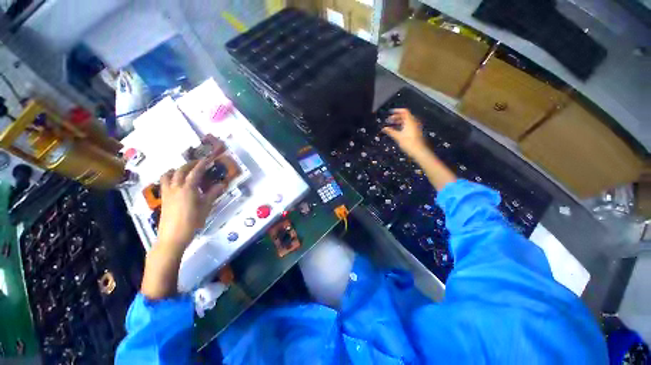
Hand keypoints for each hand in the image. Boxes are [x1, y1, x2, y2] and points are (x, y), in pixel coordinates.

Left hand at [157, 155, 226, 250]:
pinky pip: (164, 183)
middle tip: (199, 163)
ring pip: (168, 175)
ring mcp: (167, 192)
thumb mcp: (206, 207)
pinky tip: (176, 182)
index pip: (195, 172)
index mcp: (188, 188)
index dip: (202, 164)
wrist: (173, 236)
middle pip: (180, 170)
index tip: (208, 159)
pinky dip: (170, 177)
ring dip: (176, 169)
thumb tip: (222, 184)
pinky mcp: (163, 198)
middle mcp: (175, 187)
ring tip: (184, 170)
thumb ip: (213, 194)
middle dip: (190, 164)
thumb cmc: (192, 222)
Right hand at [382, 108, 426, 157]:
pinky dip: (402, 125)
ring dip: (399, 121)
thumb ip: (390, 131)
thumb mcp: (397, 136)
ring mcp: (415, 127)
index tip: (390, 112)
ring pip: (406, 121)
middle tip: (389, 120)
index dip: (396, 111)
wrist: (418, 150)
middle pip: (405, 116)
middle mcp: (413, 122)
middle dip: (396, 117)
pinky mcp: (415, 131)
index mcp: (410, 121)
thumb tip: (384, 128)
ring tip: (392, 125)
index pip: (404, 111)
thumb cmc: (408, 143)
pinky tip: (397, 130)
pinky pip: (408, 125)